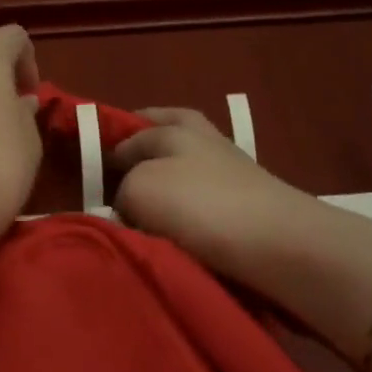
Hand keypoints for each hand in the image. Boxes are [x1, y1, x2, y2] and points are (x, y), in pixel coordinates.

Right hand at [113, 108, 314, 276]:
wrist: (278, 244)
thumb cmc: (199, 205)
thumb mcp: (139, 188)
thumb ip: (124, 187)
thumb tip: (131, 201)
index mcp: (177, 127)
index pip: (135, 127)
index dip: (111, 143)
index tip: (92, 169)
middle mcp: (207, 141)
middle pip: (171, 132)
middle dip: (146, 146)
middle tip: (122, 172)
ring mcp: (234, 172)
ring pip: (190, 166)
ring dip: (168, 180)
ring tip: (144, 210)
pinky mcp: (250, 204)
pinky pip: (206, 199)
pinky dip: (189, 208)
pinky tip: (175, 229)